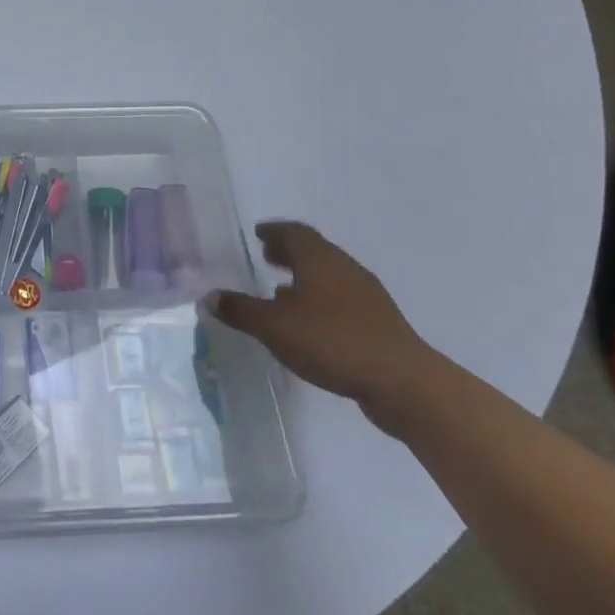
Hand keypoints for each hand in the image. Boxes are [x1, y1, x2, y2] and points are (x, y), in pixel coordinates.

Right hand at [206, 221, 434, 424]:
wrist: (404, 383)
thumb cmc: (332, 341)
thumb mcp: (274, 327)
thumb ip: (240, 310)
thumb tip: (209, 297)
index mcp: (319, 259)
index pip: (294, 231)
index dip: (274, 231)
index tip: (258, 234)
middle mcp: (344, 268)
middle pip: (313, 250)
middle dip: (288, 252)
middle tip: (267, 256)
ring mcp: (367, 295)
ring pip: (329, 275)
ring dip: (305, 277)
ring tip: (282, 290)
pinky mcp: (379, 323)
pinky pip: (342, 299)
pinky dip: (321, 300)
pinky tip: (311, 323)